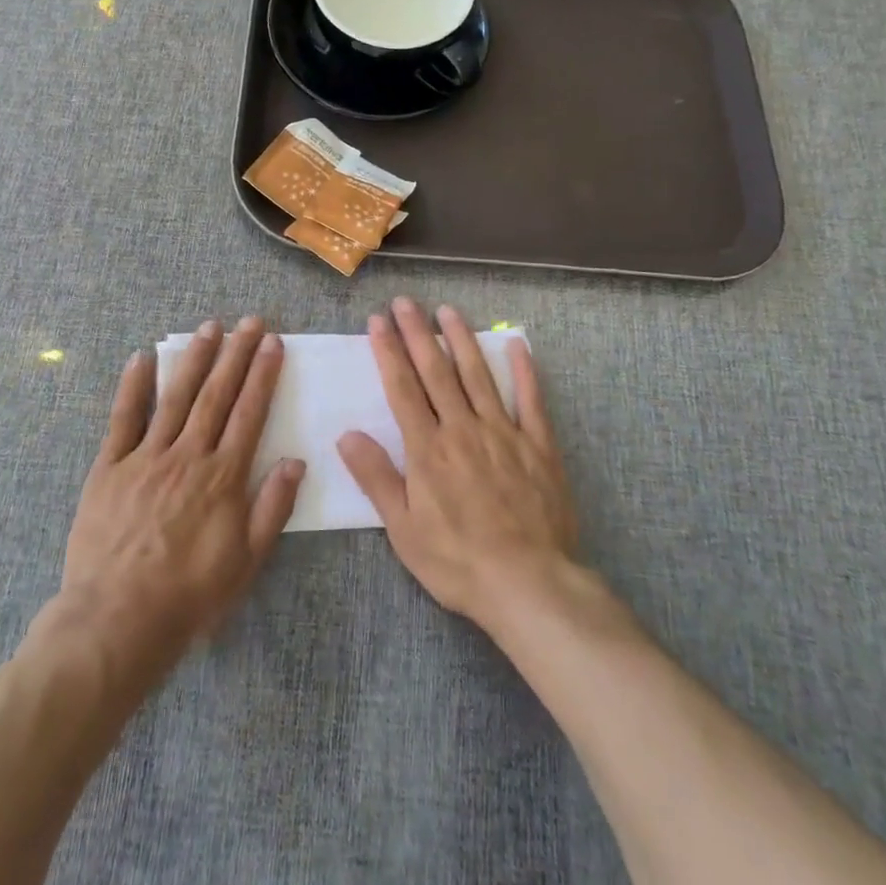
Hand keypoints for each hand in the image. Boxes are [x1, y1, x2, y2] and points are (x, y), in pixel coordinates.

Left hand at [61, 317, 305, 668]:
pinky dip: (133, 386)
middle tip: (250, 321)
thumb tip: (295, 461)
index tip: (273, 343)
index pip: (249, 412)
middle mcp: (188, 455)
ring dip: (194, 359)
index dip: (263, 375)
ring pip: (176, 397)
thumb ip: (272, 508)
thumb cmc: (189, 596)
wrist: (116, 621)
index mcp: (223, 476)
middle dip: (236, 354)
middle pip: (217, 395)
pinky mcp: (109, 467)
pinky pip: (123, 419)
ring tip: (209, 327)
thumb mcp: (246, 562)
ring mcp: (146, 457)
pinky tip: (141, 357)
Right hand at [337, 297, 577, 631]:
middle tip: (405, 302)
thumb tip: (347, 434)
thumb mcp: (404, 529)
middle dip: (418, 333)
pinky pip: (530, 400)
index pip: (402, 388)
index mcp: (428, 449)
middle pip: (436, 372)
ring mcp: (503, 433)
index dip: (389, 351)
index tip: (378, 320)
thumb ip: (377, 477)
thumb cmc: (458, 561)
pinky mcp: (538, 445)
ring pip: (478, 375)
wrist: (529, 584)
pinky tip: (516, 344)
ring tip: (447, 310)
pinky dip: (523, 371)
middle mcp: (463, 429)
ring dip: (461, 340)